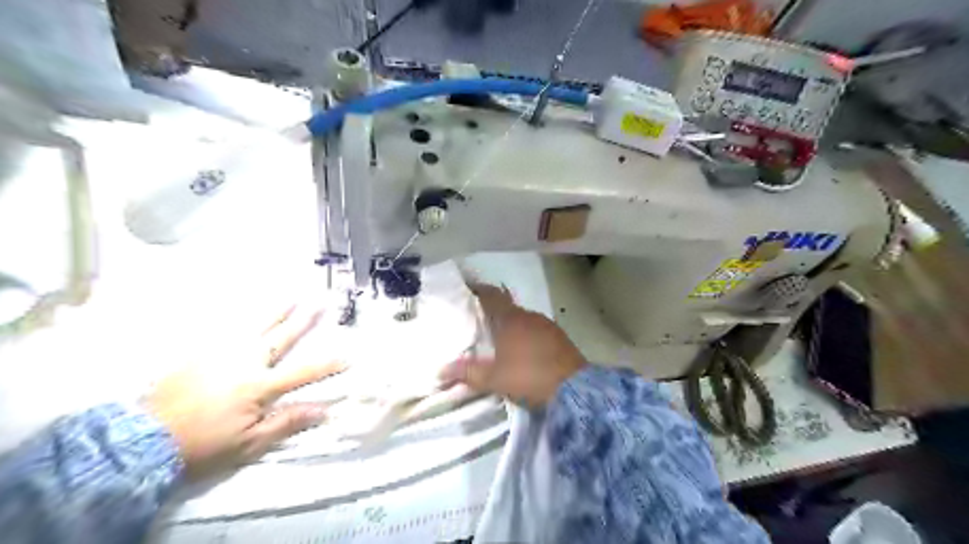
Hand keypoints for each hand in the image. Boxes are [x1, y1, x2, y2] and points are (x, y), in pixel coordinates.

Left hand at [142, 303, 341, 477]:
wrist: (143, 438)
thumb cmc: (203, 444)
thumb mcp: (249, 443)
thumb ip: (287, 423)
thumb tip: (324, 410)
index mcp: (260, 386)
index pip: (304, 372)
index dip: (329, 365)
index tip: (349, 356)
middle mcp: (245, 362)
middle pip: (282, 337)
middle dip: (305, 320)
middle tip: (322, 301)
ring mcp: (221, 352)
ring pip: (256, 326)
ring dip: (277, 310)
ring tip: (292, 295)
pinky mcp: (200, 351)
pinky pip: (226, 328)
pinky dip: (242, 316)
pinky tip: (249, 309)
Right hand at [440, 284, 581, 407]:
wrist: (574, 388)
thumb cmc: (528, 377)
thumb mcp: (494, 378)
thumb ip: (468, 373)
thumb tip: (441, 370)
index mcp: (510, 320)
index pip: (492, 296)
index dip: (479, 289)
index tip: (468, 287)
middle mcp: (529, 316)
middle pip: (507, 307)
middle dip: (494, 311)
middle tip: (479, 319)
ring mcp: (547, 325)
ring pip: (524, 319)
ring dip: (512, 324)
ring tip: (501, 336)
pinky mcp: (560, 337)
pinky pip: (537, 329)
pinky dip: (527, 334)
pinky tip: (525, 349)